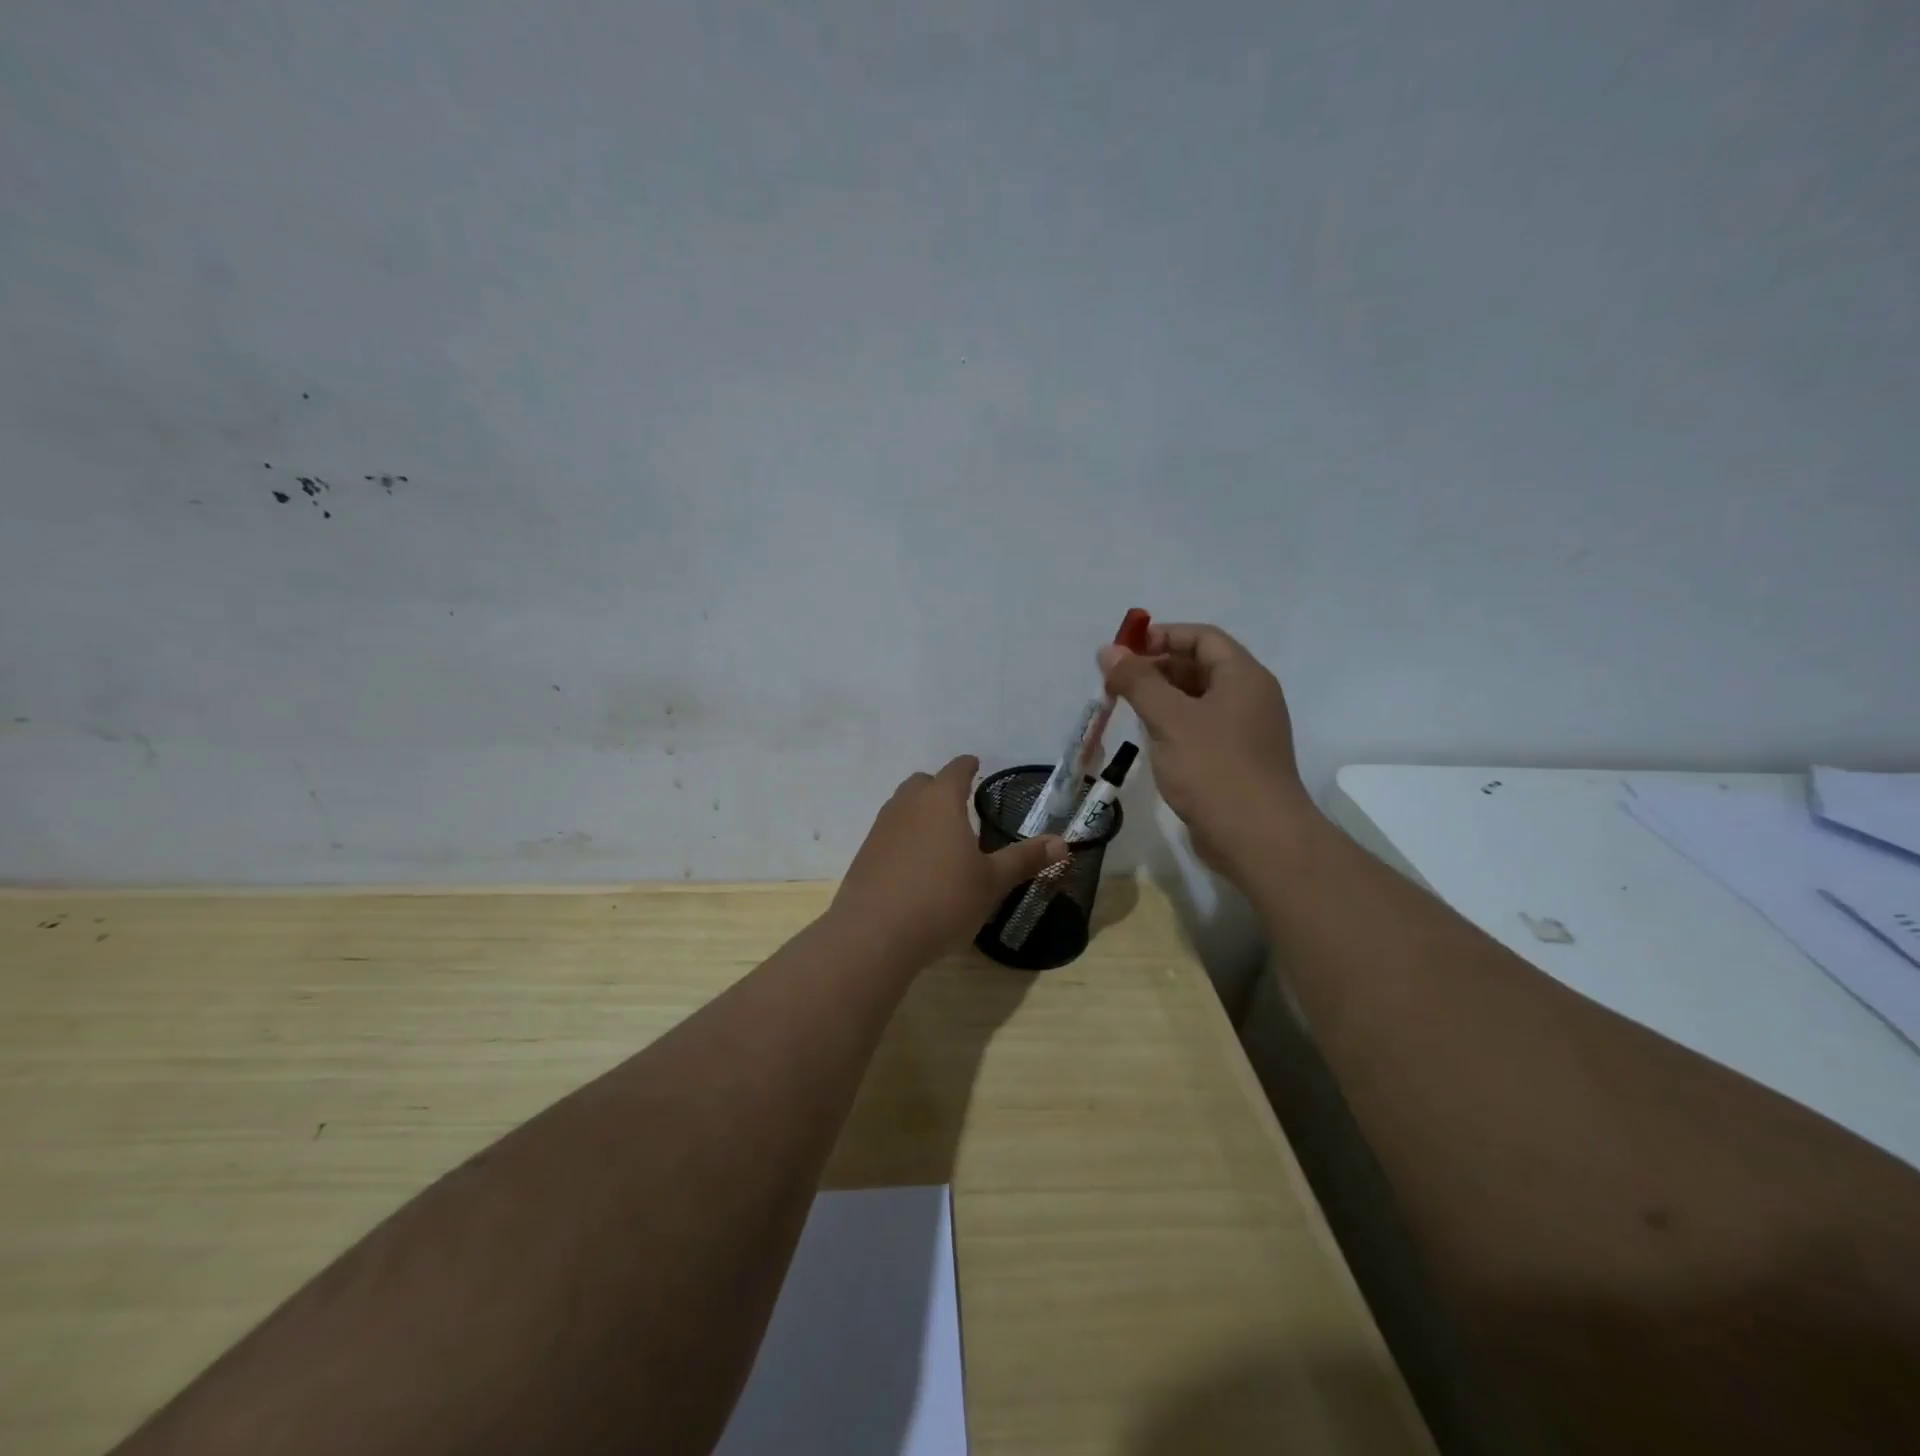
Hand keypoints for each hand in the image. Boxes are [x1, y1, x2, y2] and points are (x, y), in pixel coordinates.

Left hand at [832, 755, 1066, 966]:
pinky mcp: (864, 855)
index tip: (975, 765)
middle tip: (959, 805)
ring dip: (919, 813)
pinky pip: (888, 834)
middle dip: (940, 788)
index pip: (956, 770)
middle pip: (922, 783)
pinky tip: (914, 866)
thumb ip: (1024, 859)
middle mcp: (906, 805)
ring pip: (901, 807)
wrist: (874, 934)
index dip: (968, 766)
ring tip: (939, 837)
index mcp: (940, 800)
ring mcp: (880, 829)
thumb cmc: (943, 899)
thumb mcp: (992, 882)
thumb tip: (1063, 842)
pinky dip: (903, 839)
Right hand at [1097, 623, 1318, 877]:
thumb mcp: (1169, 719)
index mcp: (1244, 677)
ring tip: (1127, 709)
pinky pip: (1202, 728)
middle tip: (1118, 682)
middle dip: (1158, 668)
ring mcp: (1245, 731)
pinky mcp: (1236, 760)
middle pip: (1201, 666)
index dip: (1163, 636)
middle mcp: (1250, 697)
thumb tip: (1109, 650)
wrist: (1257, 838)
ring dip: (1163, 698)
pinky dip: (1174, 725)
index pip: (1202, 638)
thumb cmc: (1214, 769)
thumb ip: (1138, 681)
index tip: (1125, 650)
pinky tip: (1150, 739)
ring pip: (1199, 700)